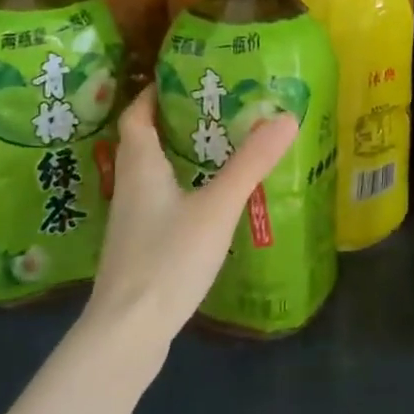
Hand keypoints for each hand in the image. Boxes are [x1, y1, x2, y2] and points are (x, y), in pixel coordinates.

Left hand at [82, 86, 298, 357]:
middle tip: (214, 110)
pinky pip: (159, 205)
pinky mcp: (139, 251)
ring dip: (177, 158)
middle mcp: (130, 188)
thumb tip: (286, 116)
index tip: (180, 79)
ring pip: (151, 176)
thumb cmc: (167, 259)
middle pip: (143, 143)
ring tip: (218, 150)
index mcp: (140, 167)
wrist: (127, 334)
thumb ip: (250, 163)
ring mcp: (131, 223)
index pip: (136, 116)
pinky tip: (207, 204)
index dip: (152, 94)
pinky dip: (180, 191)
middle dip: (172, 122)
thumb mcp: (217, 207)